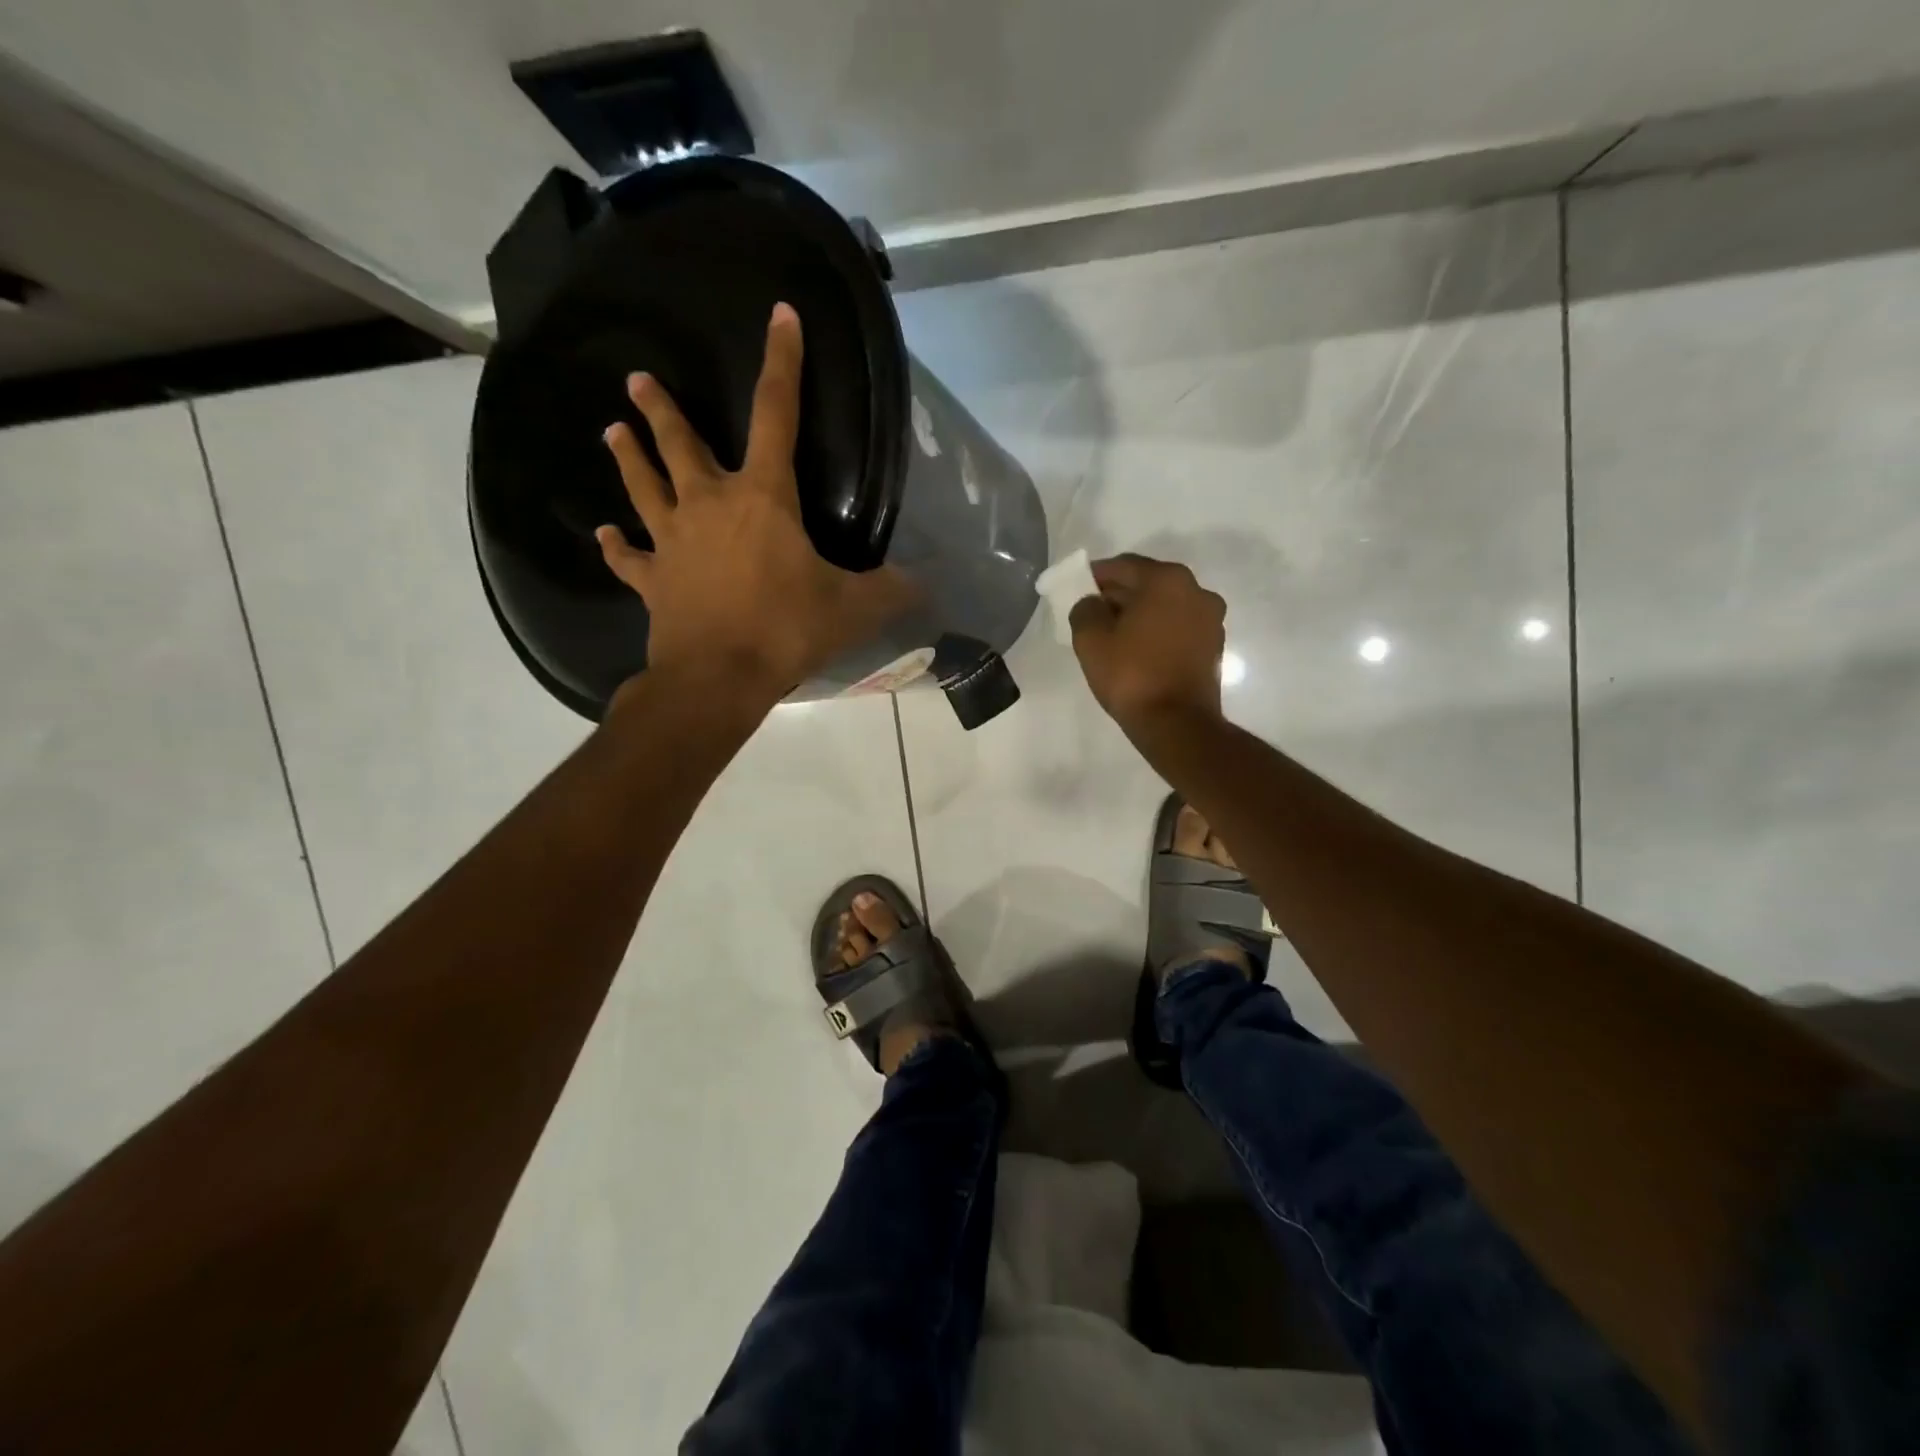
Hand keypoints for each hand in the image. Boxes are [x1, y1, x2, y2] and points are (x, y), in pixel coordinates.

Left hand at [596, 303, 915, 697]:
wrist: (718, 677)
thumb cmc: (786, 629)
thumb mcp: (853, 608)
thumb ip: (891, 590)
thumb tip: (927, 584)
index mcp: (763, 498)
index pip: (776, 414)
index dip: (781, 363)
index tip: (779, 315)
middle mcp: (710, 505)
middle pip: (682, 445)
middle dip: (662, 409)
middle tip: (638, 378)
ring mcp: (673, 541)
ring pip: (646, 487)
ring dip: (629, 457)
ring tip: (612, 428)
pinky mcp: (653, 581)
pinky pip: (630, 558)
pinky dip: (618, 547)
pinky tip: (605, 536)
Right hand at [1068, 554, 1227, 729]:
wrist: (1176, 723)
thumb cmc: (1131, 675)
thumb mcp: (1091, 640)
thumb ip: (1084, 609)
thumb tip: (1091, 603)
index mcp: (1167, 580)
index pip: (1123, 566)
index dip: (1095, 575)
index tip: (1076, 588)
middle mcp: (1196, 591)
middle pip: (1147, 583)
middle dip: (1118, 595)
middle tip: (1091, 612)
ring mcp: (1210, 619)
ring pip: (1164, 606)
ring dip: (1139, 613)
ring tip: (1113, 634)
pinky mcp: (1213, 646)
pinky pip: (1177, 627)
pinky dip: (1157, 631)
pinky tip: (1137, 650)